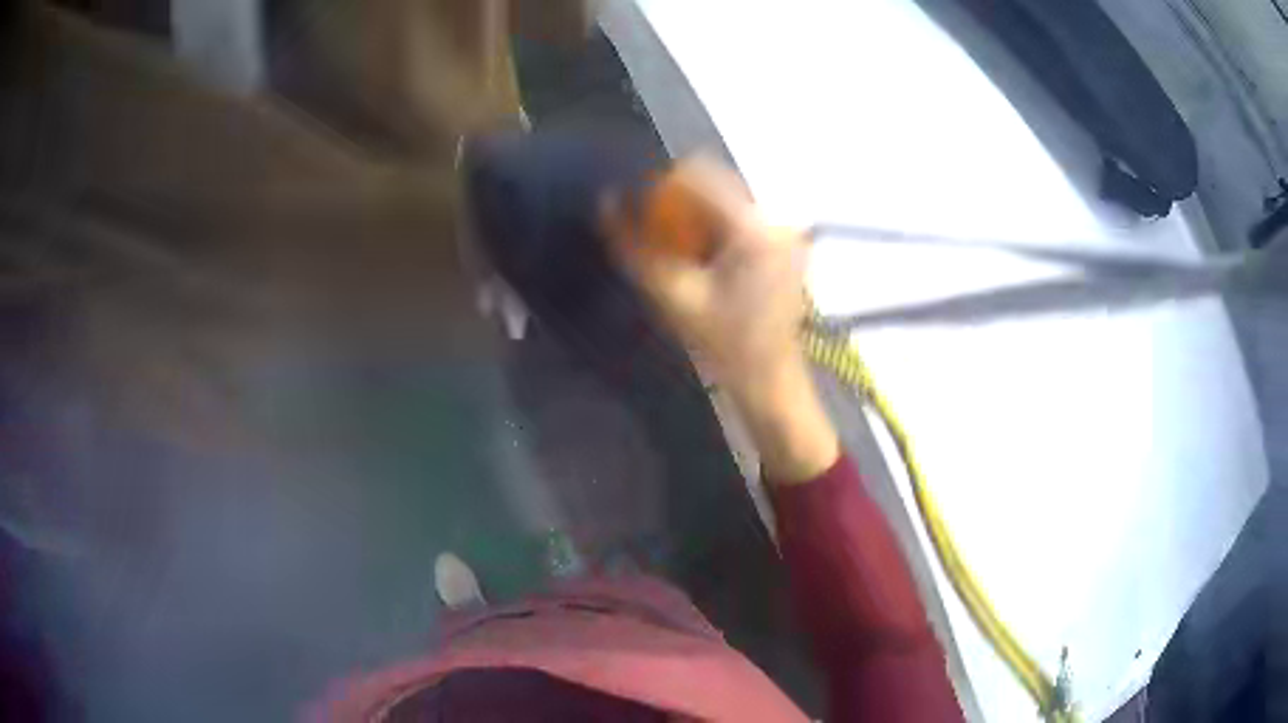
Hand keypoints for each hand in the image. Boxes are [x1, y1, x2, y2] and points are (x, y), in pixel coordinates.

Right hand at [606, 158, 838, 483]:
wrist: (771, 379)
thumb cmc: (724, 344)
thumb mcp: (673, 295)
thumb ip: (635, 246)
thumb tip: (605, 202)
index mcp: (754, 227)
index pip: (702, 174)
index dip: (662, 183)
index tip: (640, 207)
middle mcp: (776, 218)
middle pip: (717, 184)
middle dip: (678, 200)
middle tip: (655, 233)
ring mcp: (787, 231)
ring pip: (728, 200)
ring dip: (696, 214)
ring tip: (678, 249)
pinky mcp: (786, 244)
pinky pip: (741, 218)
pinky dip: (715, 228)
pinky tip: (704, 258)